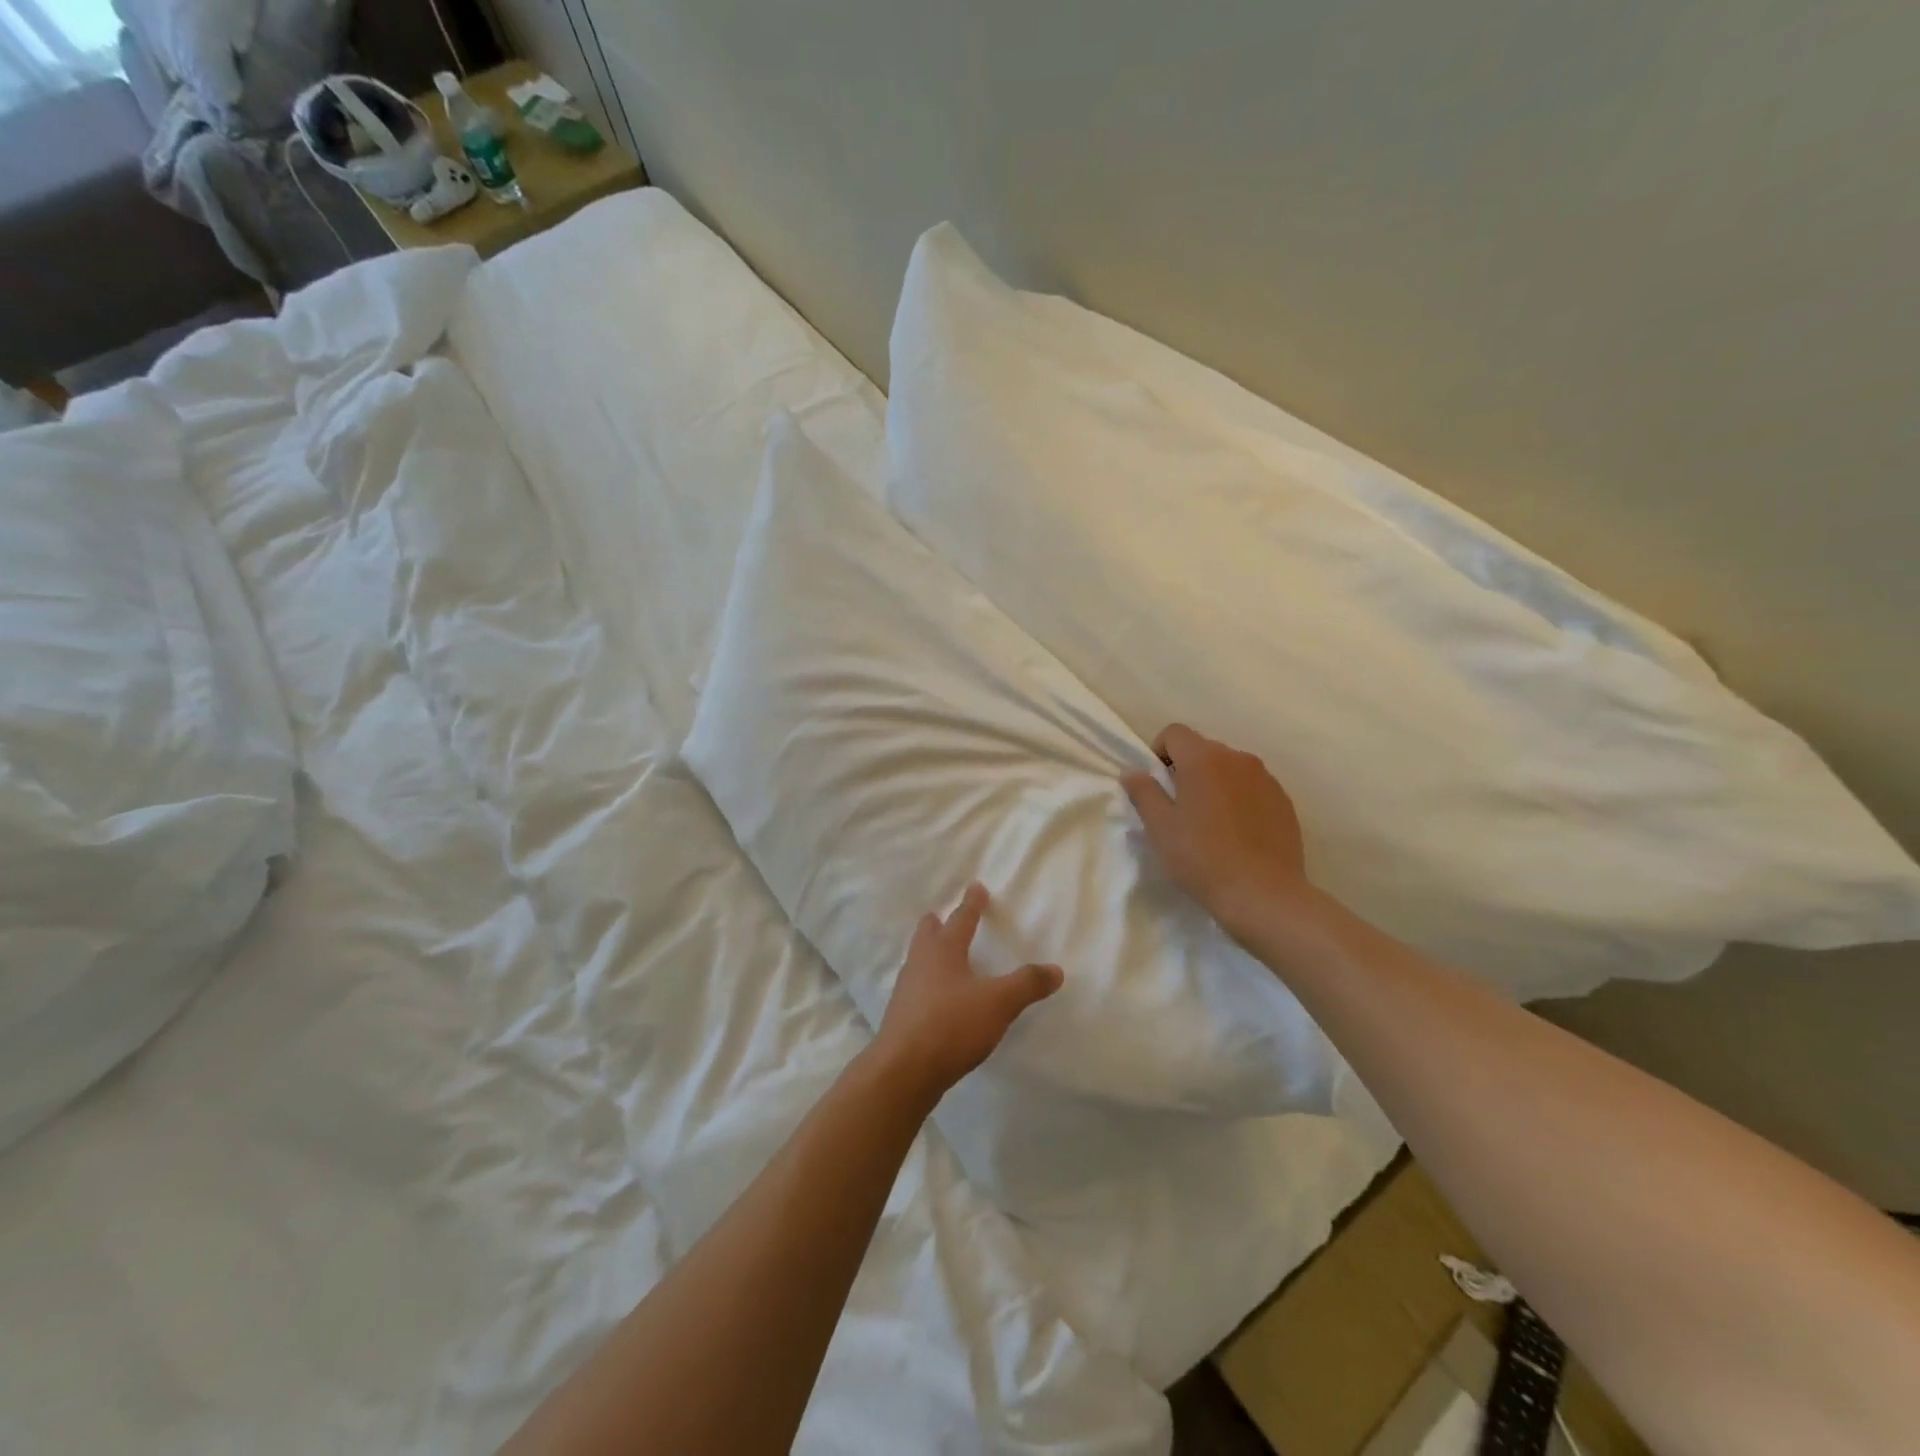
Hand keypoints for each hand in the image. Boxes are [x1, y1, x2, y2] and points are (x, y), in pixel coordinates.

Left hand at [872, 883, 1063, 1102]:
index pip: (961, 919)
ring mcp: (906, 990)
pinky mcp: (901, 1017)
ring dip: (928, 953)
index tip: (976, 886)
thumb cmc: (951, 1025)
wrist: (903, 1070)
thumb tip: (1056, 970)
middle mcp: (920, 963)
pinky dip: (926, 983)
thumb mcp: (999, 1003)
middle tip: (941, 916)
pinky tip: (934, 998)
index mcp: (943, 950)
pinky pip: (915, 989)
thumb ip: (1027, 984)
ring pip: (918, 960)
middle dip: (937, 923)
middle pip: (927, 934)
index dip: (972, 903)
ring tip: (940, 955)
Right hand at [1122, 723, 1316, 938]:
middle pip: (1203, 749)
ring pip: (1229, 768)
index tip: (1157, 785)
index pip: (1174, 733)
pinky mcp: (1284, 801)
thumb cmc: (1202, 858)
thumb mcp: (1160, 827)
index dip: (1159, 752)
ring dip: (1215, 783)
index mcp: (1204, 759)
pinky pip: (1252, 787)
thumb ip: (1143, 792)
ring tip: (1210, 823)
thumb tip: (1133, 772)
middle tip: (1179, 808)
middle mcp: (1238, 758)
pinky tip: (1236, 834)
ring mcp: (1266, 779)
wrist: (1263, 894)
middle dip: (1187, 769)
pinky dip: (1239, 799)